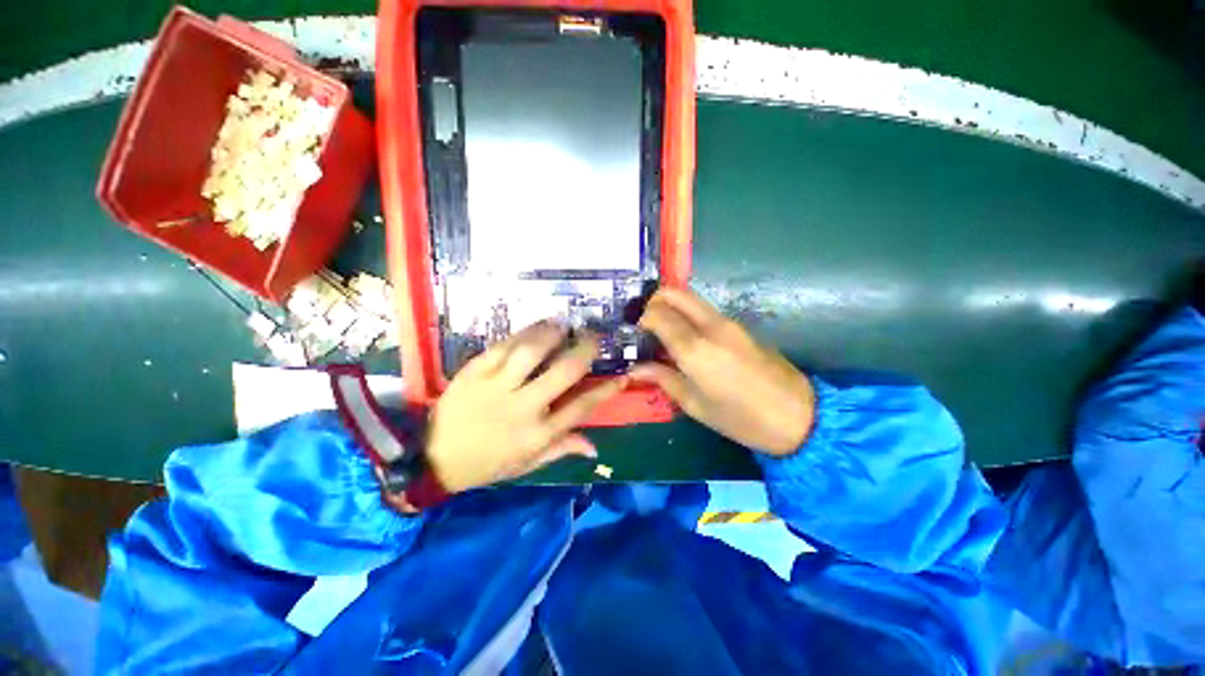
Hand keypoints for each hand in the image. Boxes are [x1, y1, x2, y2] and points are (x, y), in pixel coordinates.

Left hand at [425, 321, 625, 491]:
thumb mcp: (527, 465)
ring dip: (554, 333)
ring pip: (532, 351)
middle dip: (585, 350)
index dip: (606, 390)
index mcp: (538, 434)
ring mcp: (497, 386)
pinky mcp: (475, 371)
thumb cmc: (486, 463)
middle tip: (593, 337)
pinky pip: (504, 346)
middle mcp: (522, 407)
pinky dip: (524, 333)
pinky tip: (537, 327)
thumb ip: (561, 449)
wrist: (432, 456)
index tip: (622, 376)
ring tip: (564, 325)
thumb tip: (594, 446)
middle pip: (564, 372)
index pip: (581, 408)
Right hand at [632, 288, 815, 455]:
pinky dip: (686, 315)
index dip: (641, 319)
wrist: (799, 416)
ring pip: (689, 298)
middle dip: (653, 302)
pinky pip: (703, 310)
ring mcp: (728, 322)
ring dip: (670, 307)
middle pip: (674, 292)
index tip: (635, 335)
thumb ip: (662, 379)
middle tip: (645, 326)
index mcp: (695, 349)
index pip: (657, 314)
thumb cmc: (741, 419)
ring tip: (661, 333)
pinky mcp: (739, 325)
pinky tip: (685, 339)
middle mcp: (710, 326)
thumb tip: (634, 369)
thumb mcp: (695, 405)